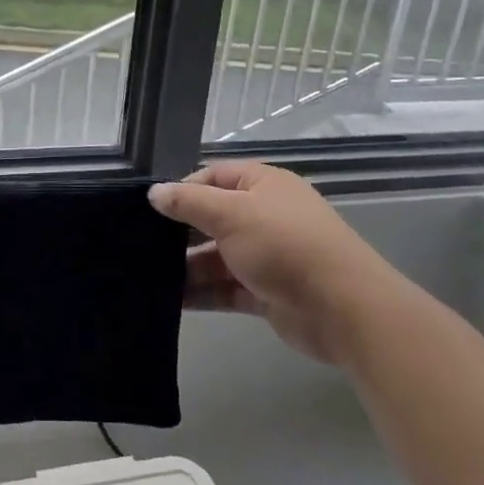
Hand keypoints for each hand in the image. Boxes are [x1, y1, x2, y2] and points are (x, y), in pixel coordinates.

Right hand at [149, 162, 392, 367]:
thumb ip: (189, 203)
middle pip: (213, 218)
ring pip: (217, 257)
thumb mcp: (231, 213)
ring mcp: (267, 256)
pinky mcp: (267, 293)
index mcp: (263, 184)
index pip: (213, 177)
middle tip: (140, 244)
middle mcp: (265, 215)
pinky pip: (226, 288)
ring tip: (148, 277)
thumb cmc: (284, 244)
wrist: (343, 307)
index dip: (182, 189)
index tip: (151, 209)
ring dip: (187, 267)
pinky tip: (170, 301)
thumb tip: (154, 192)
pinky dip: (202, 293)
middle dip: (180, 232)